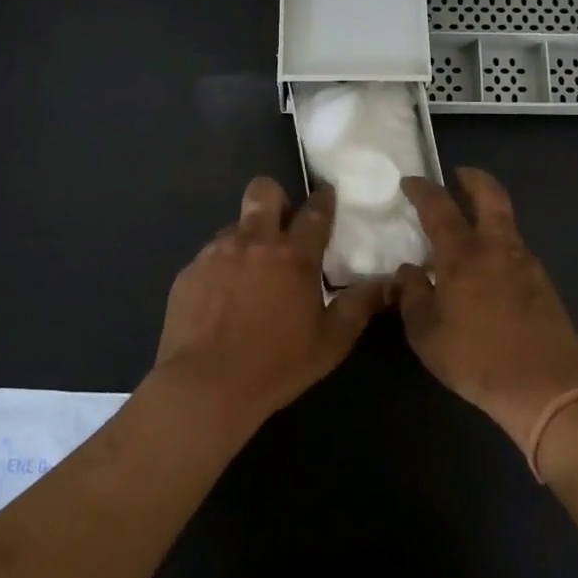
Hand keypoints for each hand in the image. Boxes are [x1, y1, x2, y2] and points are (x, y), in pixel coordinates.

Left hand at [153, 178, 385, 433]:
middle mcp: (254, 242)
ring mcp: (216, 253)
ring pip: (235, 225)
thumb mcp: (331, 342)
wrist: (205, 386)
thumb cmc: (276, 365)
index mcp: (293, 256)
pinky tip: (222, 299)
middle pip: (264, 191)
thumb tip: (388, 283)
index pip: (315, 211)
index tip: (326, 194)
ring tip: (250, 275)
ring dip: (247, 239)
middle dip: (276, 198)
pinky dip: (221, 267)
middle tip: (281, 226)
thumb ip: (360, 306)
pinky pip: (210, 255)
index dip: (323, 198)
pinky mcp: (189, 271)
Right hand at [396, 168, 577, 450]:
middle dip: (473, 178)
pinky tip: (490, 266)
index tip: (410, 182)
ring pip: (506, 221)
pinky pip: (516, 248)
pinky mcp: (543, 281)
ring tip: (471, 225)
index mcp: (462, 255)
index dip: (422, 189)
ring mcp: (525, 262)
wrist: (544, 386)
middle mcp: (495, 247)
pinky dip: (500, 243)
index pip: (438, 206)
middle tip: (459, 175)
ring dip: (489, 212)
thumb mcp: (425, 332)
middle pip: (489, 195)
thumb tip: (409, 270)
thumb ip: (411, 295)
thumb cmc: (475, 358)